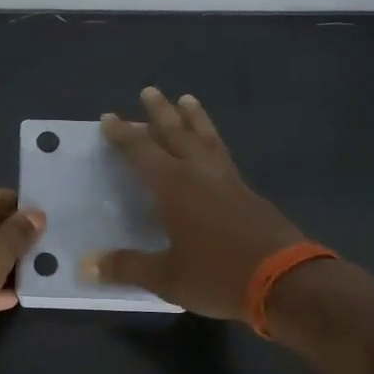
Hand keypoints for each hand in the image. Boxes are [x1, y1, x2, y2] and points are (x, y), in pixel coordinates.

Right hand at [85, 87, 310, 320]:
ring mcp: (229, 182)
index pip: (142, 152)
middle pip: (177, 134)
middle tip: (150, 91)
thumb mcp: (166, 277)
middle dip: (160, 113)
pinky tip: (213, 150)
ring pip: (207, 139)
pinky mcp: (249, 194)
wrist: (286, 282)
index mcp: (174, 187)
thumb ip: (126, 267)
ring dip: (194, 119)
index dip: (124, 135)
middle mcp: (199, 174)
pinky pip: (223, 156)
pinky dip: (213, 143)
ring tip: (188, 99)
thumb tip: (87, 265)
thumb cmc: (217, 275)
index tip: (110, 118)